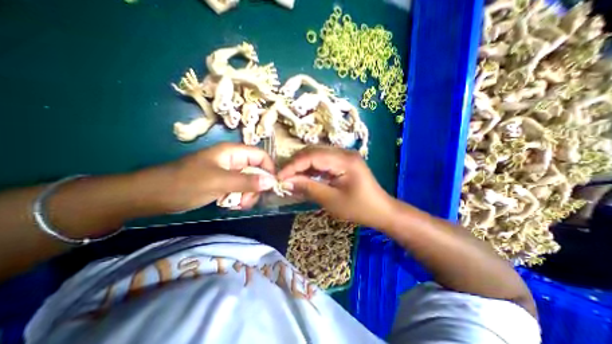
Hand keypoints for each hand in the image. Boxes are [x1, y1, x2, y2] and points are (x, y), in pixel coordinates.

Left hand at [146, 143, 275, 211]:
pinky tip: (231, 205)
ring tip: (237, 204)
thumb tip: (271, 182)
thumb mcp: (219, 182)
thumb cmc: (185, 183)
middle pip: (257, 171)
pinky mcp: (224, 183)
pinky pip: (240, 189)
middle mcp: (234, 160)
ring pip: (250, 182)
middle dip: (256, 186)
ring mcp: (229, 172)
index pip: (261, 156)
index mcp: (233, 152)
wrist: (152, 196)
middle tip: (247, 201)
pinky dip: (239, 198)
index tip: (271, 186)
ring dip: (248, 194)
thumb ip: (247, 181)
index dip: (269, 169)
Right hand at [279, 145, 396, 227]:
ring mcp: (344, 156)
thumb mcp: (331, 200)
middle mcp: (344, 152)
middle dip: (296, 164)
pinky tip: (304, 177)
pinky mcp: (343, 162)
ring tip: (291, 178)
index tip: (279, 176)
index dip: (293, 165)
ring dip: (302, 166)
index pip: (312, 156)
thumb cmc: (359, 208)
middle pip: (313, 152)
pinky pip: (323, 161)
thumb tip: (286, 182)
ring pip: (316, 155)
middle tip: (283, 177)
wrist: (381, 210)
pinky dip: (311, 169)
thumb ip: (308, 188)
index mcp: (344, 160)